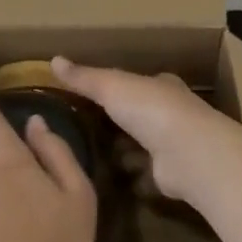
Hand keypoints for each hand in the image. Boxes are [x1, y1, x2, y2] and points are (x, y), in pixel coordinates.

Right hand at [49, 57, 235, 200]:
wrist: (188, 154)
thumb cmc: (150, 110)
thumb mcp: (111, 86)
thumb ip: (84, 77)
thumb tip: (53, 60)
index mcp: (161, 86)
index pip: (137, 82)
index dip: (118, 87)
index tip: (94, 95)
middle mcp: (171, 112)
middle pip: (140, 115)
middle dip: (120, 122)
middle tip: (87, 129)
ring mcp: (174, 145)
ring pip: (145, 146)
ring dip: (126, 151)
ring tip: (94, 157)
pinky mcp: (173, 175)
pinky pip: (148, 175)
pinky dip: (135, 177)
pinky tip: (114, 182)